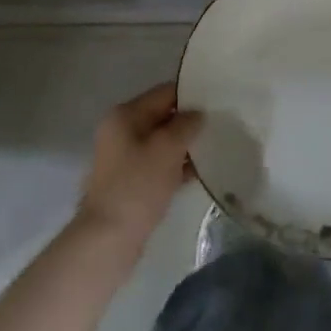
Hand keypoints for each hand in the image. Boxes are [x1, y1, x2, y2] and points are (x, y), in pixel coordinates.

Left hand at [76, 83, 202, 251]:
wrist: (109, 237)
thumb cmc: (138, 185)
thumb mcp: (167, 148)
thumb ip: (186, 125)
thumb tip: (198, 114)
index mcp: (125, 115)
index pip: (164, 93)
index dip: (191, 95)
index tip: (218, 102)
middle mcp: (121, 130)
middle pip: (163, 116)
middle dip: (189, 122)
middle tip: (221, 126)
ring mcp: (124, 157)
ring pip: (162, 142)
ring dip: (185, 146)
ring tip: (215, 148)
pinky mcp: (131, 180)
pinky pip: (159, 164)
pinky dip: (177, 165)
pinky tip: (200, 172)